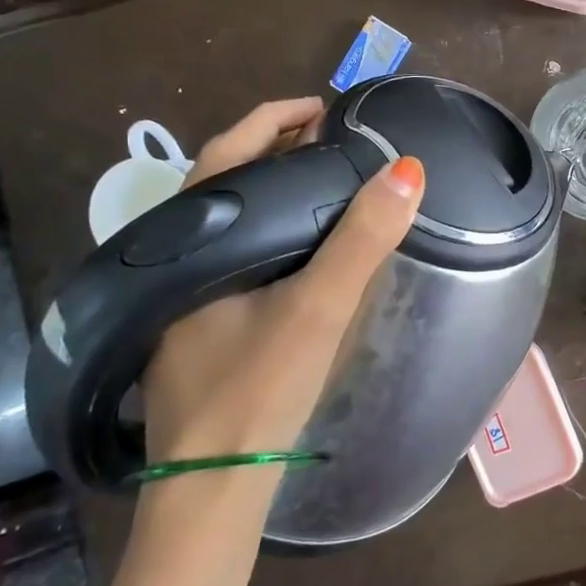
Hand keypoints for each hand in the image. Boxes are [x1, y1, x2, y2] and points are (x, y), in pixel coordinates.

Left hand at [134, 98, 424, 546]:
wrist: (212, 479)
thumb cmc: (258, 387)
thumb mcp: (317, 308)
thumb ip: (361, 241)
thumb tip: (408, 171)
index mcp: (193, 241)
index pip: (228, 154)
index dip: (273, 118)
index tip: (322, 106)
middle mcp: (178, 259)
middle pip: (227, 183)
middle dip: (276, 150)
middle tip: (333, 140)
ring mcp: (183, 294)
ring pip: (231, 221)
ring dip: (275, 192)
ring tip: (326, 183)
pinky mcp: (198, 323)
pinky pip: (236, 252)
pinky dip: (272, 230)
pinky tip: (301, 248)